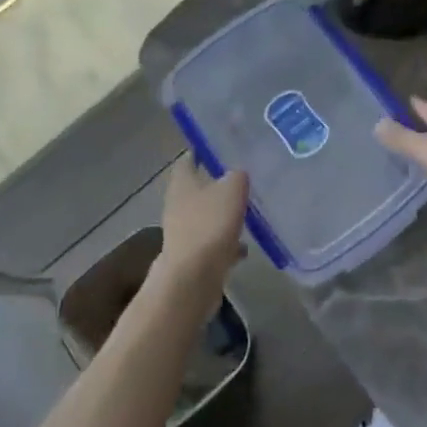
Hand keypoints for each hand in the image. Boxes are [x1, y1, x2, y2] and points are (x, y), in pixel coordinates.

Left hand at [153, 158, 247, 322]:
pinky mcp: (191, 255)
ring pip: (206, 216)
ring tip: (248, 213)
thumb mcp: (232, 190)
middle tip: (243, 180)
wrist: (193, 278)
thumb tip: (238, 173)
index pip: (188, 158)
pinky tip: (245, 247)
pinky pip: (212, 242)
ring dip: (223, 215)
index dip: (203, 152)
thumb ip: (237, 176)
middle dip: (218, 185)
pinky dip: (226, 243)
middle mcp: (178, 203)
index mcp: (182, 182)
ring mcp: (183, 231)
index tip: (222, 149)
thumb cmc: (210, 224)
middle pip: (198, 188)